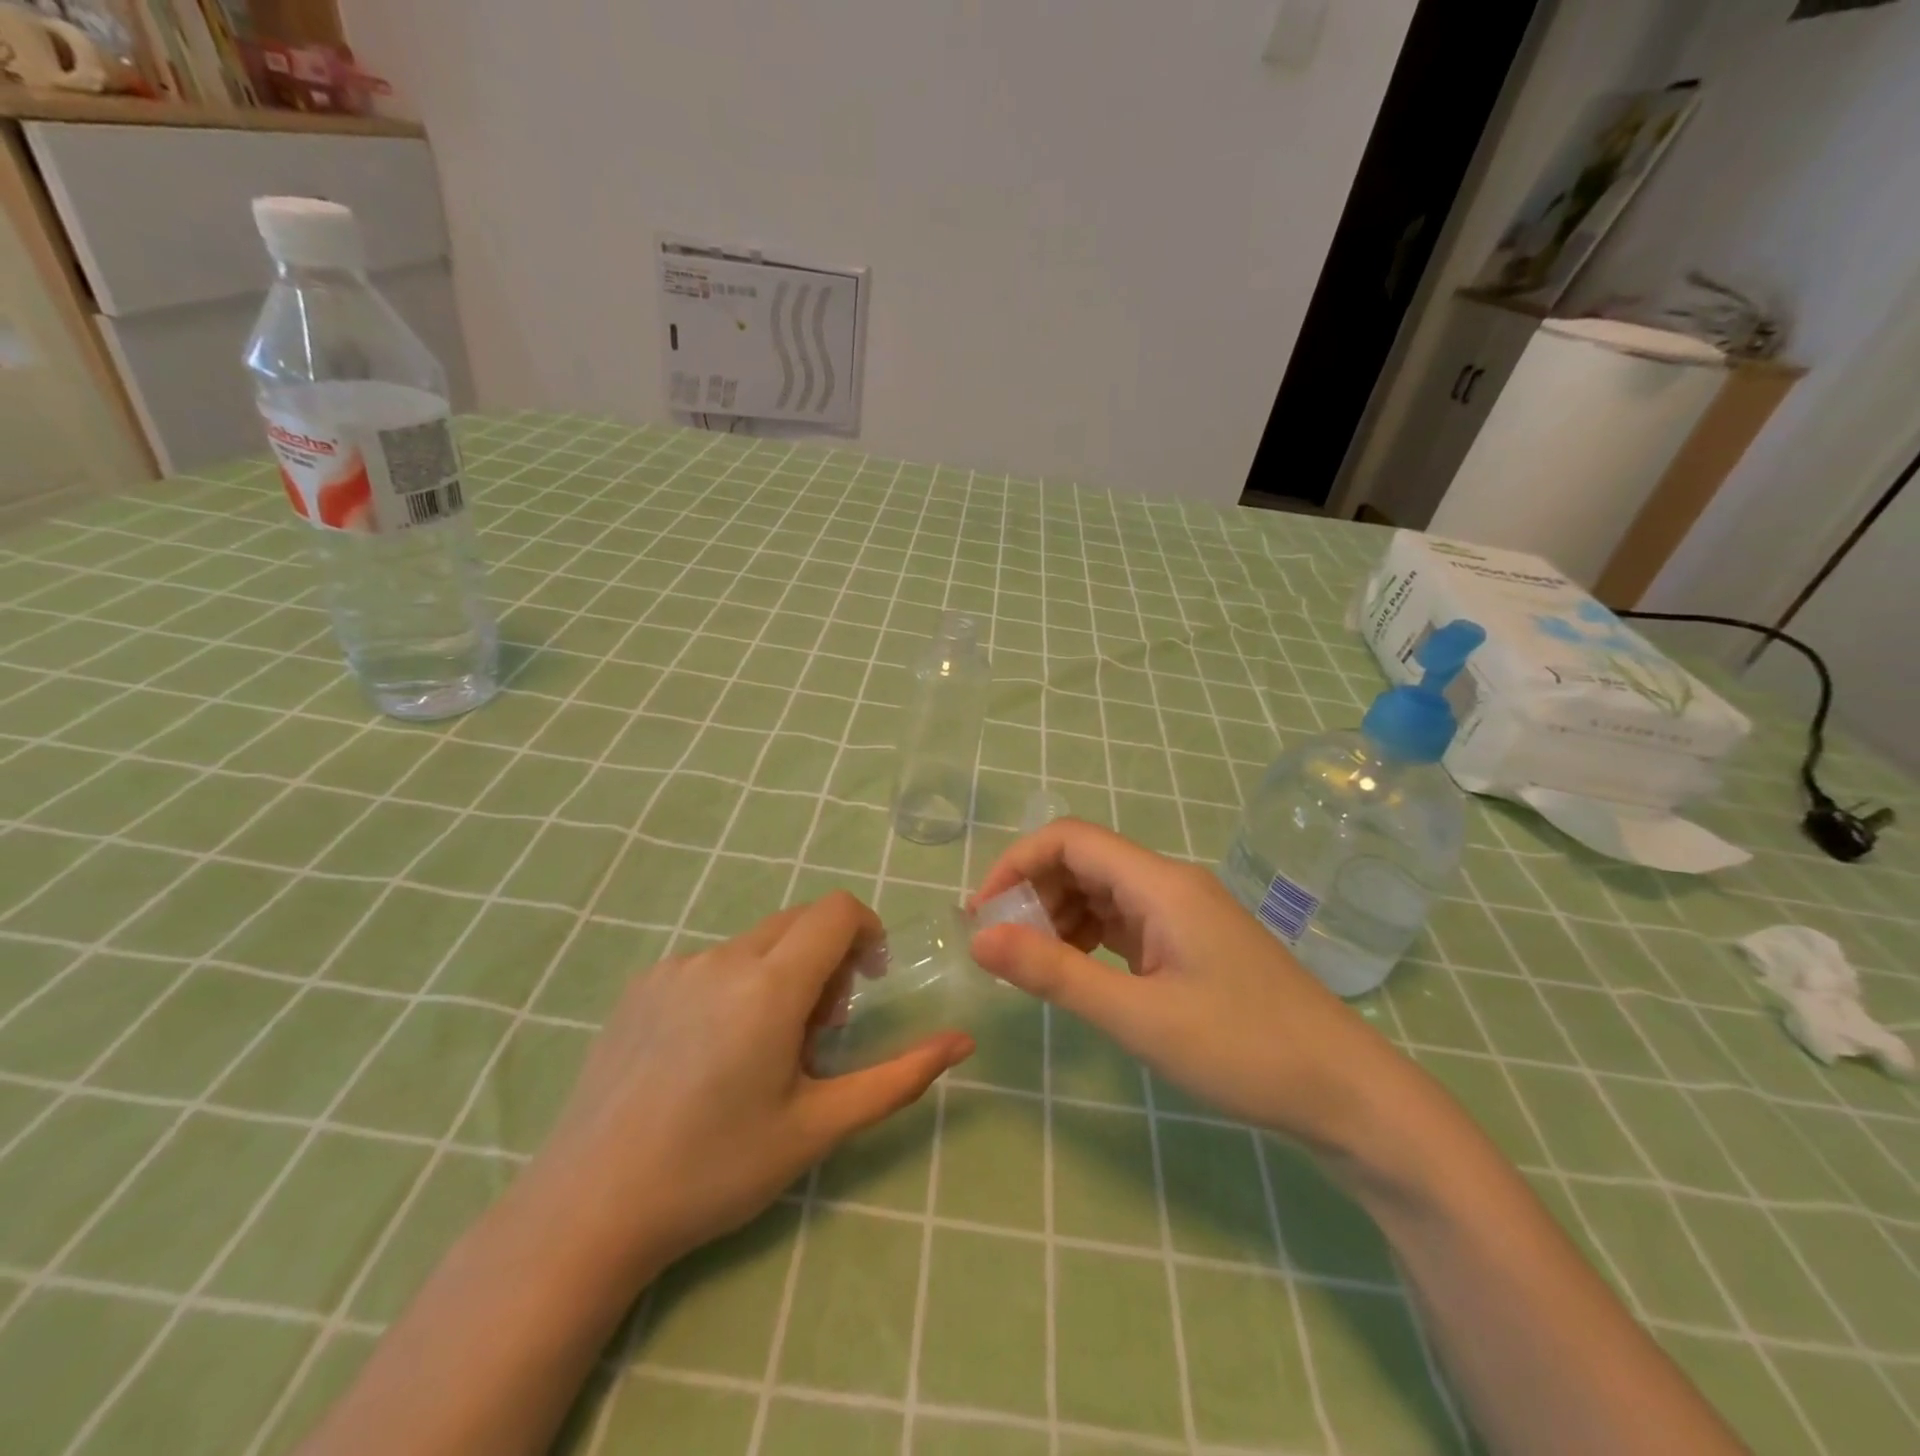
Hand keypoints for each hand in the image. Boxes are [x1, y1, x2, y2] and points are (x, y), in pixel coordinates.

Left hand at [530, 892, 973, 1278]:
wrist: (587, 1209)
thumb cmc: (716, 1170)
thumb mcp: (818, 1127)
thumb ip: (898, 1077)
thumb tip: (962, 1042)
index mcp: (769, 986)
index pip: (837, 911)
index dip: (867, 932)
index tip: (868, 984)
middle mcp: (722, 958)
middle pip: (799, 922)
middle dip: (827, 959)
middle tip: (817, 1034)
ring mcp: (675, 967)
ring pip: (755, 944)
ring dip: (780, 975)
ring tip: (760, 1053)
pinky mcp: (642, 984)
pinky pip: (711, 963)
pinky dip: (735, 986)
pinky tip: (708, 1055)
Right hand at [969, 821, 1396, 1147]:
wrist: (1345, 1093)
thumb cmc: (1243, 1050)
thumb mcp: (1138, 1016)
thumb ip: (1055, 974)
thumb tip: (978, 939)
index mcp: (1160, 884)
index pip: (1069, 839)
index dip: (1017, 863)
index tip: (982, 913)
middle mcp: (1170, 884)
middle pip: (1083, 861)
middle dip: (1034, 893)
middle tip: (1001, 947)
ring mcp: (1184, 913)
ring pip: (1102, 892)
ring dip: (1059, 917)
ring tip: (1032, 965)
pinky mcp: (1191, 942)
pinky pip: (1125, 921)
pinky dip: (1089, 937)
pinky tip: (1078, 972)